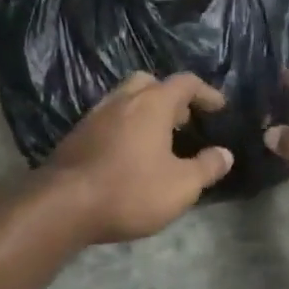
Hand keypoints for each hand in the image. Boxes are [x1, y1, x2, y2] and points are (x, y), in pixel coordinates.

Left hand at [46, 73, 234, 243]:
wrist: (63, 205)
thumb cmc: (130, 190)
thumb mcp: (181, 186)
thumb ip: (207, 167)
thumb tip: (225, 154)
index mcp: (152, 104)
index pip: (185, 82)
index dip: (206, 92)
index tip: (219, 108)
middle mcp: (123, 100)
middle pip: (150, 83)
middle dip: (171, 97)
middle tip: (184, 121)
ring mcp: (95, 115)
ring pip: (126, 99)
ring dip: (146, 111)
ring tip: (159, 140)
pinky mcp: (77, 134)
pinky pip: (109, 119)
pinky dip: (126, 126)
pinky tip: (130, 154)